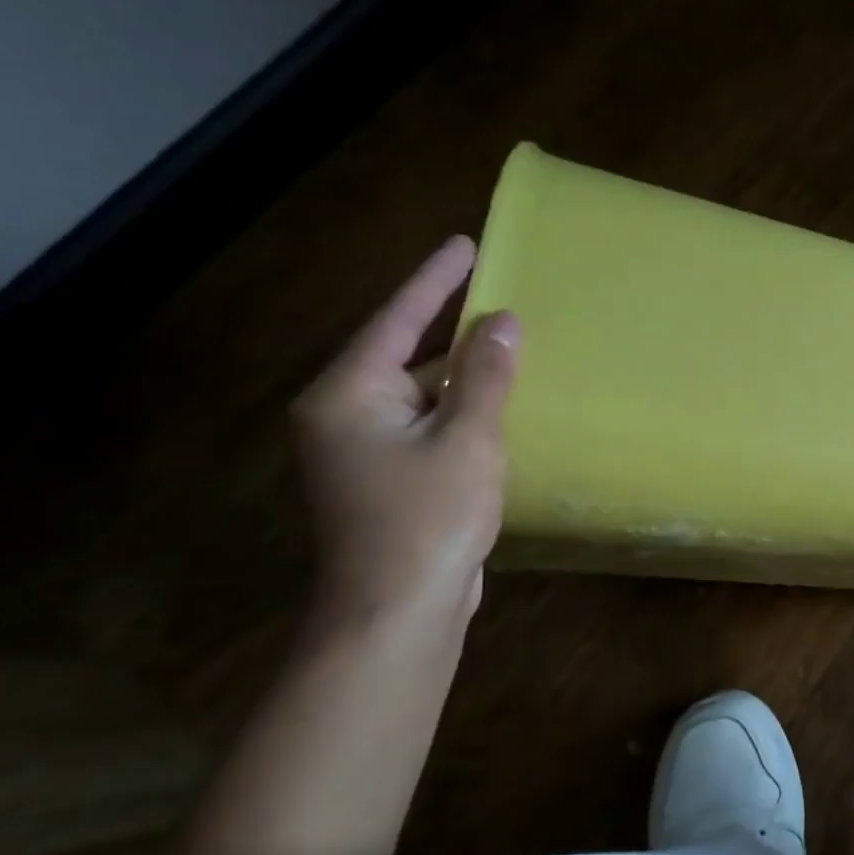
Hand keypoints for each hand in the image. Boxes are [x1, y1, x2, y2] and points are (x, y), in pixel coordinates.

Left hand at [290, 236, 518, 639]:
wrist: (398, 612)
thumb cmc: (429, 518)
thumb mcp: (468, 439)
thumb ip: (485, 377)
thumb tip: (502, 321)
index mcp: (348, 396)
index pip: (396, 321)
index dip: (434, 280)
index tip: (466, 243)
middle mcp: (344, 416)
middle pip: (405, 354)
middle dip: (451, 326)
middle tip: (497, 292)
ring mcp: (364, 452)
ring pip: (421, 393)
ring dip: (463, 373)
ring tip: (509, 344)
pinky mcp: (388, 480)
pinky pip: (429, 425)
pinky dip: (463, 410)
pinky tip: (499, 405)